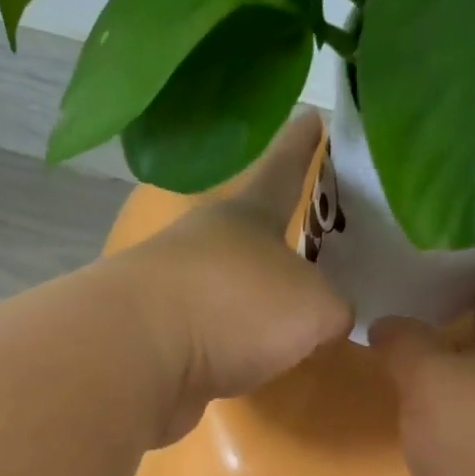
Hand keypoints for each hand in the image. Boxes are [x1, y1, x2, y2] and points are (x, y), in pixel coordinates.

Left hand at [111, 112, 352, 444]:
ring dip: (254, 299)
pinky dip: (232, 345)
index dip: (300, 145)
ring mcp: (176, 289)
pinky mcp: (159, 337)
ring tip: (288, 320)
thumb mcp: (313, 307)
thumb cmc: (236, 308)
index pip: (282, 168)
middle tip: (313, 248)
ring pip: (228, 286)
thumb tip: (331, 320)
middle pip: (250, 232)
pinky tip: (252, 361)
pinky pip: (210, 334)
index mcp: (247, 214)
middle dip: (279, 239)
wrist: (140, 355)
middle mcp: (207, 242)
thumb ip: (334, 310)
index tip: (312, 114)